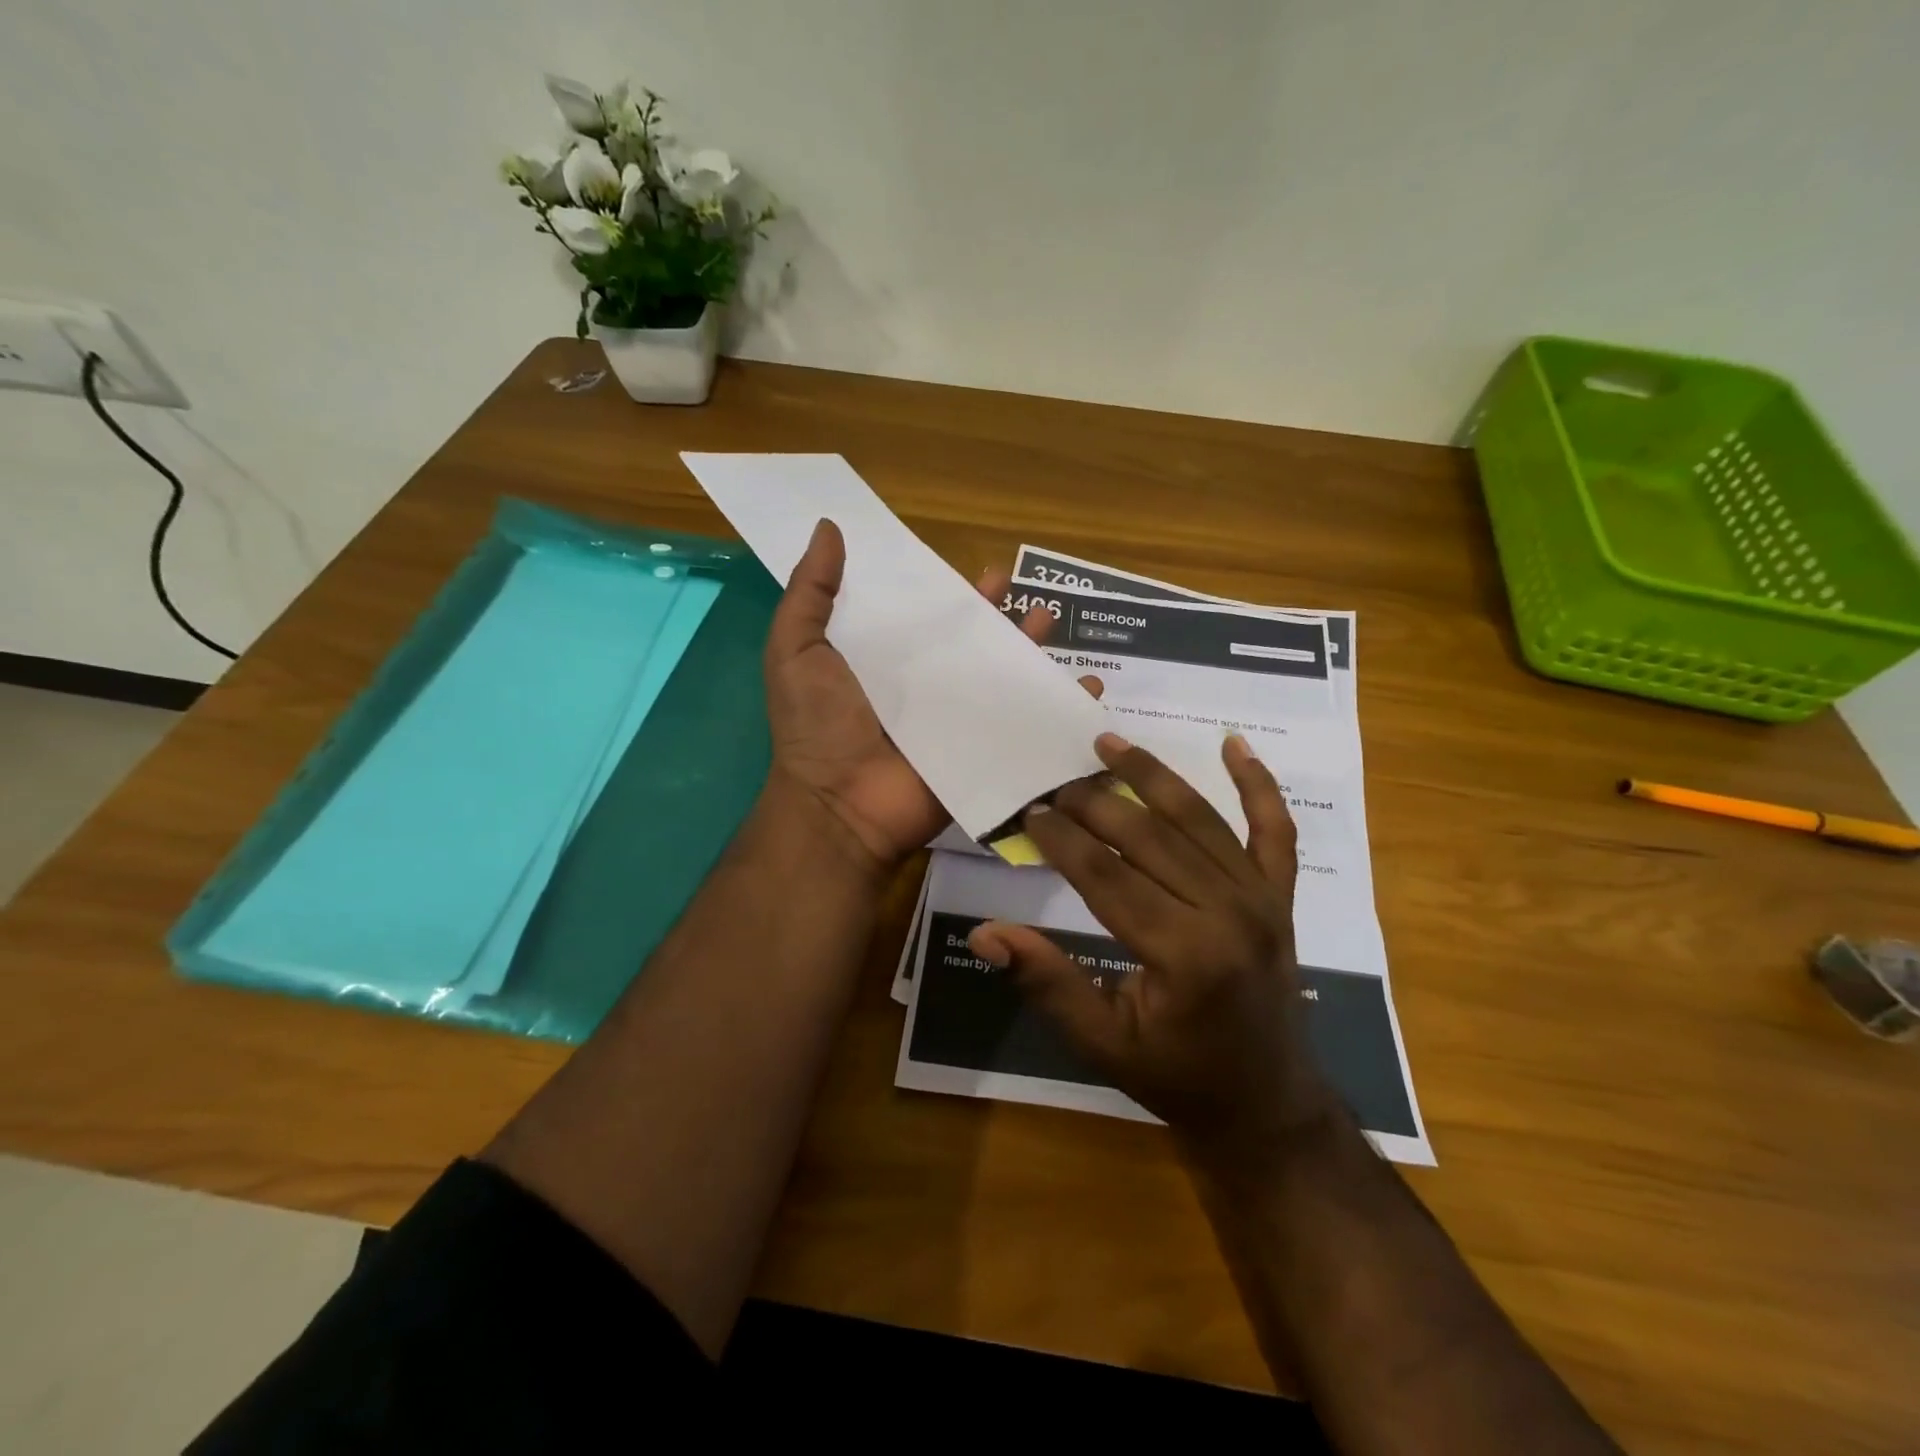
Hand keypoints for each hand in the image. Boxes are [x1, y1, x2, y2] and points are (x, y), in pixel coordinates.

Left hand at [763, 519, 1089, 877]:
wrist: (840, 805)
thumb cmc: (817, 725)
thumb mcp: (796, 648)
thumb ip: (811, 592)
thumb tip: (829, 526)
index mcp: (884, 662)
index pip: (924, 619)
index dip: (950, 594)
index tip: (976, 569)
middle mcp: (924, 688)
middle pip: (970, 645)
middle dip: (998, 616)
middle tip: (1021, 588)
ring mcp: (956, 722)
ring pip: (1001, 678)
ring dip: (1030, 650)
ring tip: (1050, 621)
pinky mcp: (981, 752)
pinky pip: (1024, 725)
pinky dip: (1058, 708)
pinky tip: (1087, 686)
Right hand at [968, 732, 1332, 1169]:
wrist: (1269, 1104)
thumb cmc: (1178, 1077)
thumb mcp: (1101, 1043)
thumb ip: (1046, 981)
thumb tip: (983, 935)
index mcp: (1183, 954)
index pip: (1107, 876)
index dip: (1063, 840)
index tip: (1030, 811)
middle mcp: (1228, 912)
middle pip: (1149, 836)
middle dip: (1094, 802)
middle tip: (1054, 780)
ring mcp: (1262, 898)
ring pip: (1200, 819)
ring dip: (1152, 775)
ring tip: (1109, 742)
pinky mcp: (1280, 896)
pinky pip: (1275, 830)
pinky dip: (1258, 784)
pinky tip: (1233, 743)